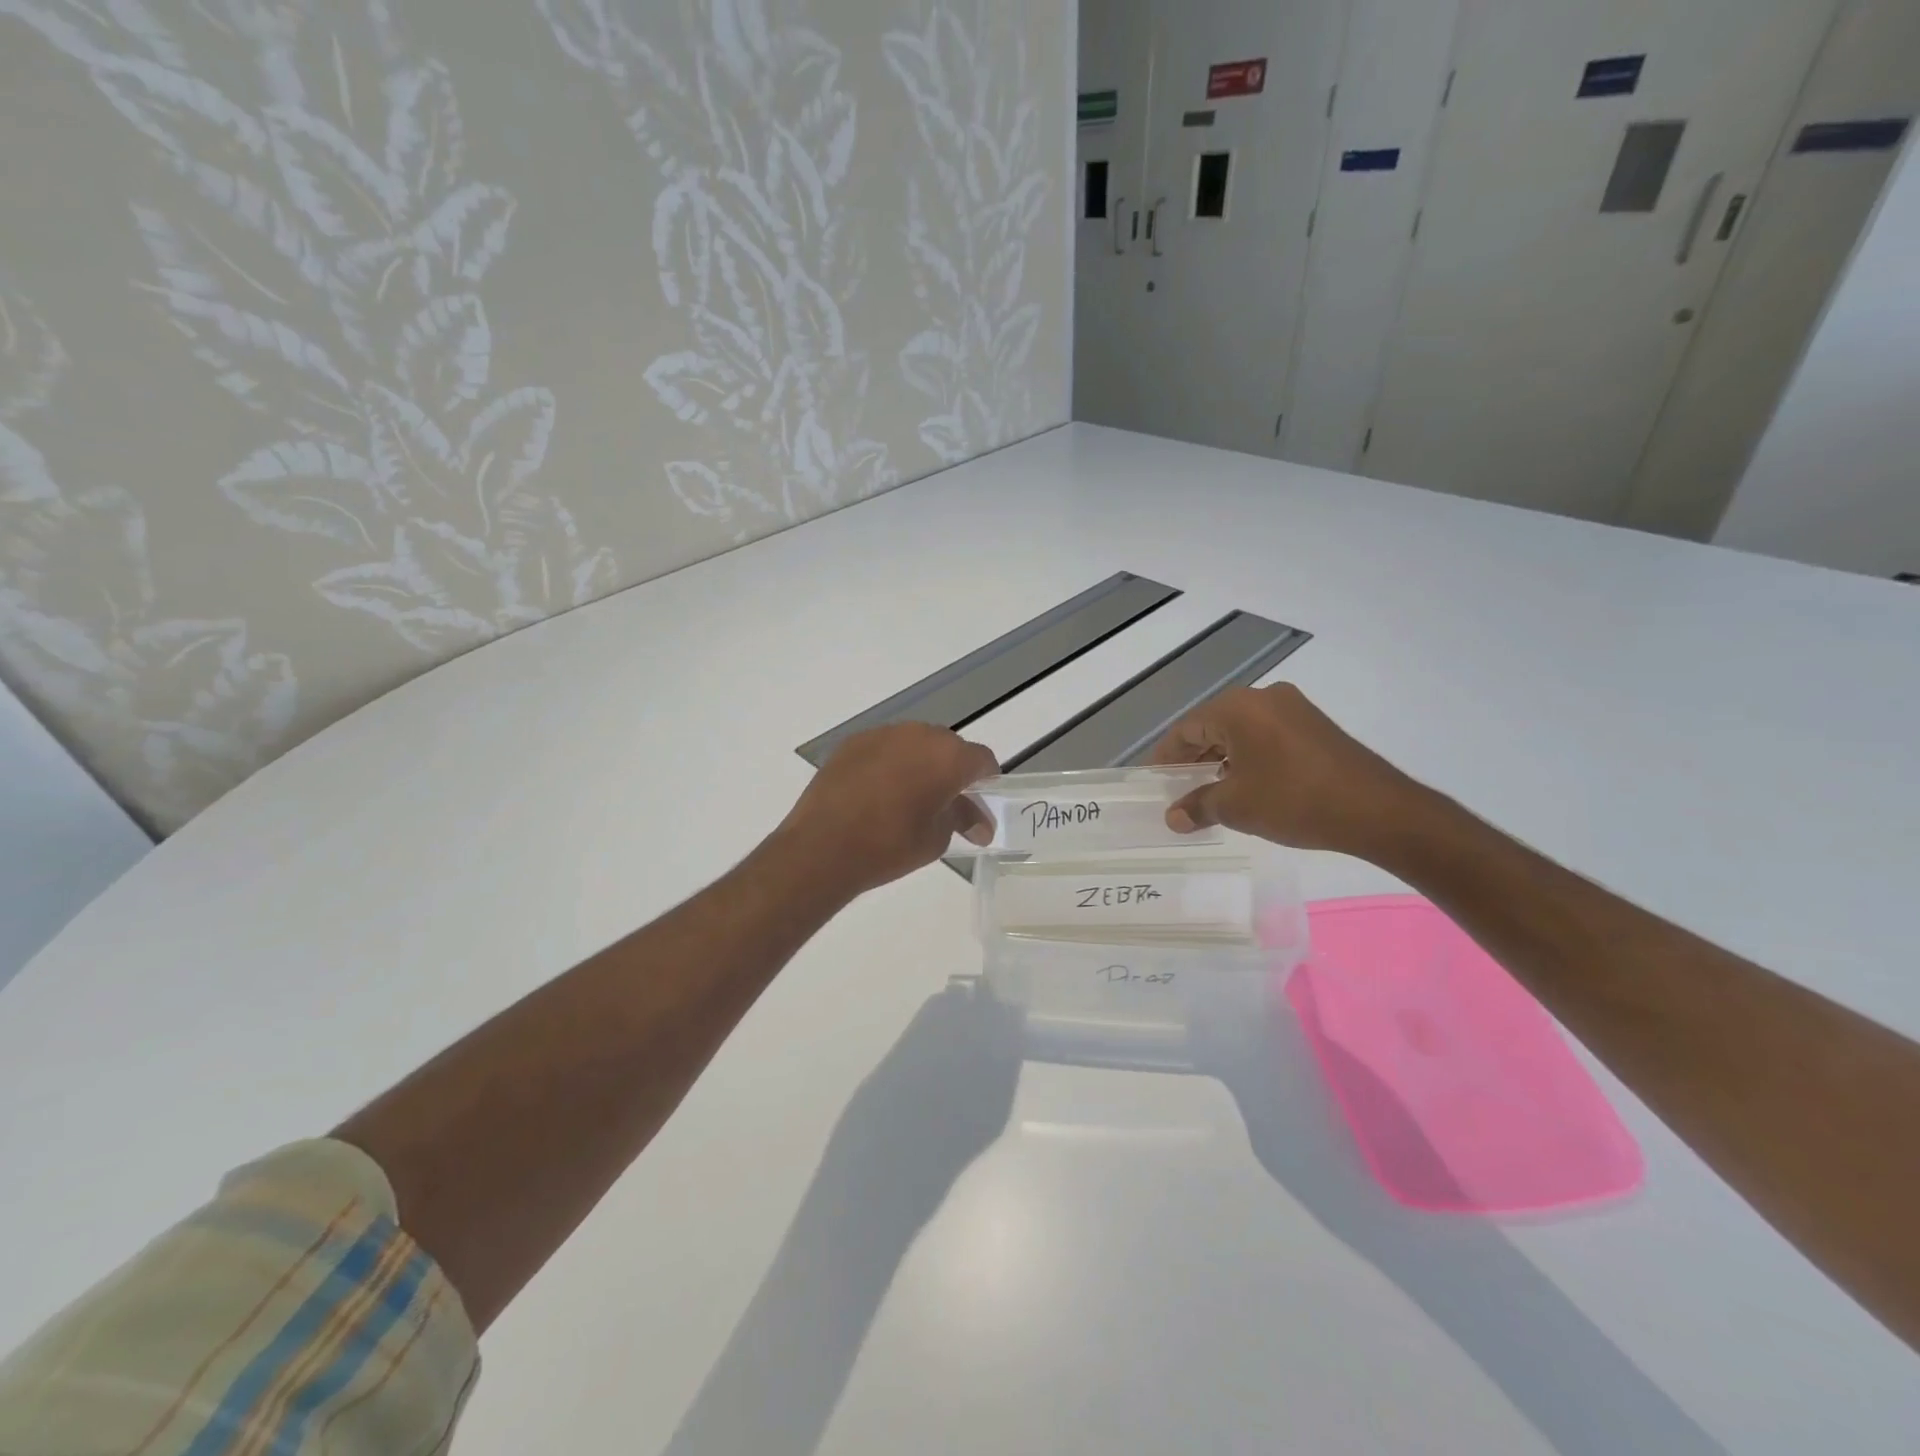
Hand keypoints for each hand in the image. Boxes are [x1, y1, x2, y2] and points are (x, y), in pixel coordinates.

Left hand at [777, 723, 998, 895]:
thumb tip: (977, 821)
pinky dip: (891, 764)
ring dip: (921, 764)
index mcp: (948, 757)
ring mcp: (883, 734)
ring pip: (915, 744)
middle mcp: (919, 734)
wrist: (823, 847)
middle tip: (948, 804)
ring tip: (911, 798)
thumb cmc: (890, 846)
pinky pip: (885, 748)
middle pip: (948, 747)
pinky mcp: (853, 742)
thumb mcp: (937, 839)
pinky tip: (880, 792)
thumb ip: (960, 818)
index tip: (981, 805)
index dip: (986, 782)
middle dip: (953, 772)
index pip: (981, 760)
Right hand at [1148, 683, 1420, 855]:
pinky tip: (1246, 785)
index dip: (1165, 757)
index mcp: (1237, 708)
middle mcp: (1263, 698)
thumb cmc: (1293, 800)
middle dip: (1193, 758)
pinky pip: (1267, 736)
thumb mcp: (1236, 806)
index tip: (1154, 781)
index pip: (1186, 729)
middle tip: (1177, 788)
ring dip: (1221, 759)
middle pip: (1213, 726)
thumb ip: (1198, 806)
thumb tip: (1174, 817)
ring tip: (1209, 791)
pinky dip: (1248, 758)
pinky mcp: (1316, 727)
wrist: (1377, 810)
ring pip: (1241, 731)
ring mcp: (1294, 709)